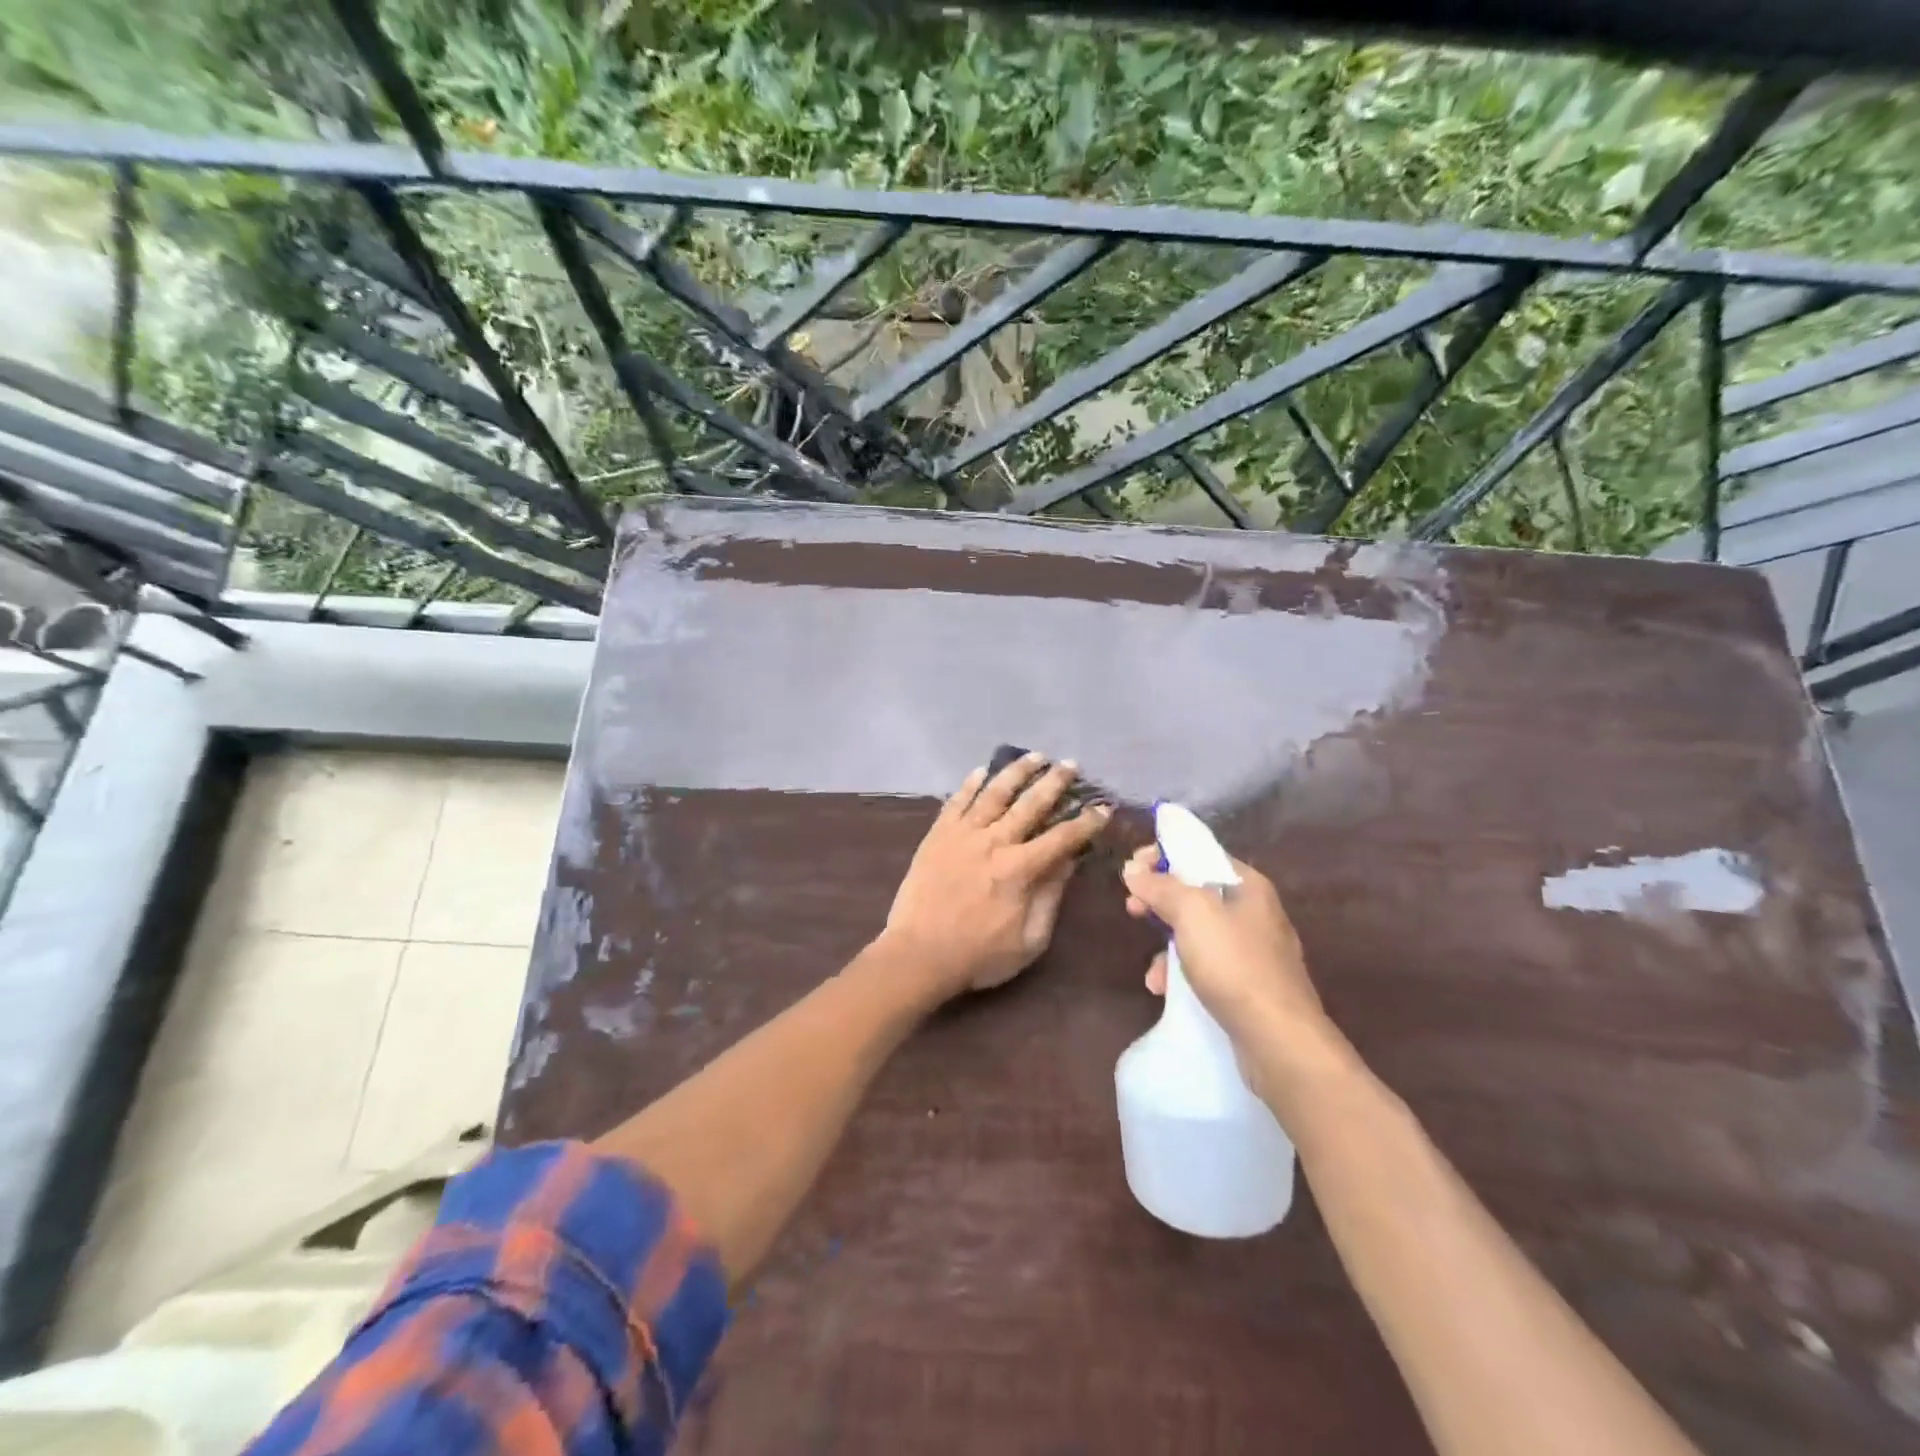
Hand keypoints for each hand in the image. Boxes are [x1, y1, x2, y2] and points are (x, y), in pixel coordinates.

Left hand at [883, 753, 1112, 997]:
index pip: (1062, 837)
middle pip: (1031, 803)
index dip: (1086, 821)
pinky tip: (981, 770)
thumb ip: (1051, 896)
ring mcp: (963, 834)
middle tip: (1071, 765)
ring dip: (1017, 771)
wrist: (918, 954)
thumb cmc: (978, 955)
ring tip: (1034, 756)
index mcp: (1020, 869)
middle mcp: (994, 841)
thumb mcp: (1029, 939)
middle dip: (1055, 782)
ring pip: (995, 792)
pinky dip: (970, 784)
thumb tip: (1069, 861)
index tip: (1103, 808)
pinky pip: (956, 801)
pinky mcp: (937, 834)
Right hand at [1122, 843, 1330, 1059]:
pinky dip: (1182, 974)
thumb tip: (1133, 869)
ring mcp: (1254, 952)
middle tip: (1132, 910)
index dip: (1163, 856)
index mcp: (1248, 886)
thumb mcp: (1191, 914)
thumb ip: (1161, 886)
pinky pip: (1206, 967)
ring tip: (1152, 971)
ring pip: (1197, 934)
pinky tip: (1166, 991)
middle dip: (1160, 902)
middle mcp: (1255, 913)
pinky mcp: (1249, 987)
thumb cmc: (1234, 964)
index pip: (1200, 854)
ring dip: (1166, 946)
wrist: (1278, 1040)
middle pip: (1196, 894)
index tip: (1133, 870)